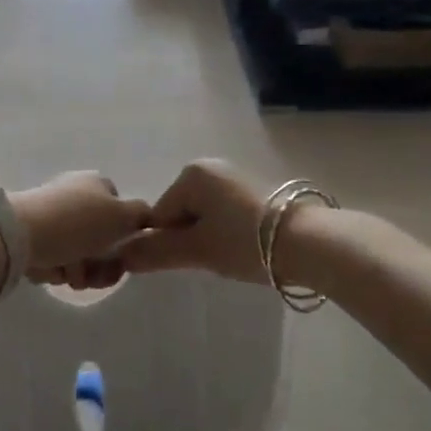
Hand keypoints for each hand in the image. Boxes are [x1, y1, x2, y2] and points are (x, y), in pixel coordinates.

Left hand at [10, 173, 151, 289]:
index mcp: (95, 184)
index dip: (123, 236)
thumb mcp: (121, 216)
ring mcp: (49, 215)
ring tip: (66, 274)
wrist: (18, 234)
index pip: (120, 210)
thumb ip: (142, 215)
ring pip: (75, 253)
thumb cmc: (76, 223)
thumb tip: (148, 216)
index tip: (121, 258)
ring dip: (76, 270)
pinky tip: (47, 269)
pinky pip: (51, 258)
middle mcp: (72, 194)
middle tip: (91, 276)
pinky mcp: (28, 235)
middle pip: (98, 238)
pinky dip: (52, 269)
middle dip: (98, 263)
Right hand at [117, 160, 271, 283]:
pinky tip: (244, 250)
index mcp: (191, 173)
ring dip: (208, 239)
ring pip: (203, 217)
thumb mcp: (196, 250)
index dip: (166, 244)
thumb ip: (155, 252)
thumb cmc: (245, 242)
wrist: (310, 243)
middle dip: (189, 240)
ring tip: (230, 258)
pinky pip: (224, 215)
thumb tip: (119, 256)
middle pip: (180, 214)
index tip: (188, 262)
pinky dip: (227, 234)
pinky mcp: (255, 193)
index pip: (159, 215)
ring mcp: (235, 178)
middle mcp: (211, 168)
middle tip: (211, 261)